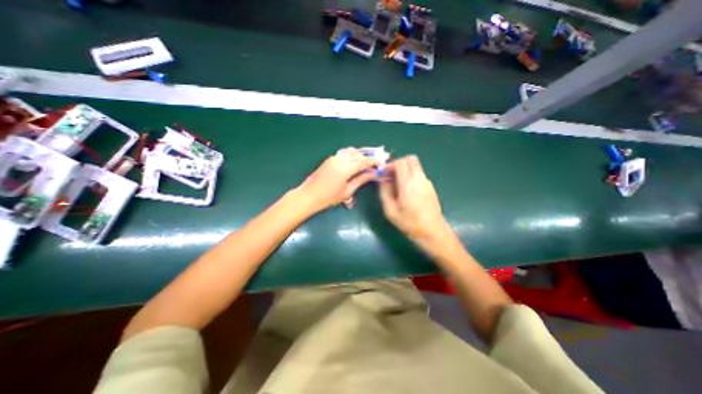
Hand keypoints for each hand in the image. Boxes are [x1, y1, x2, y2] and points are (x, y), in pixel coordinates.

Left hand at [297, 147, 381, 211]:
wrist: (309, 196)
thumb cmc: (329, 197)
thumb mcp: (348, 191)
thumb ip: (361, 180)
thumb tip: (373, 174)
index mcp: (346, 168)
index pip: (364, 161)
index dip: (374, 161)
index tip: (381, 163)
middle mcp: (340, 159)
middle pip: (358, 154)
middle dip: (368, 157)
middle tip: (375, 163)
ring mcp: (333, 158)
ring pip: (350, 151)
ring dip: (360, 155)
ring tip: (366, 162)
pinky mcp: (329, 159)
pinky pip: (344, 153)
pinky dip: (351, 154)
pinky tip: (354, 161)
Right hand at [379, 154, 454, 250]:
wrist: (432, 231)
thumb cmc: (409, 223)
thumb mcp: (390, 210)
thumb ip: (384, 192)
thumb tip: (383, 179)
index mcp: (408, 185)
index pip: (400, 163)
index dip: (390, 165)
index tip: (384, 174)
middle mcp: (419, 179)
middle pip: (410, 159)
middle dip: (398, 164)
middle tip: (391, 175)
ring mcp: (427, 182)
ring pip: (415, 166)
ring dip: (405, 170)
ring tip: (397, 184)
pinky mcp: (430, 186)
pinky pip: (419, 174)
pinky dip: (411, 175)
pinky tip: (407, 190)